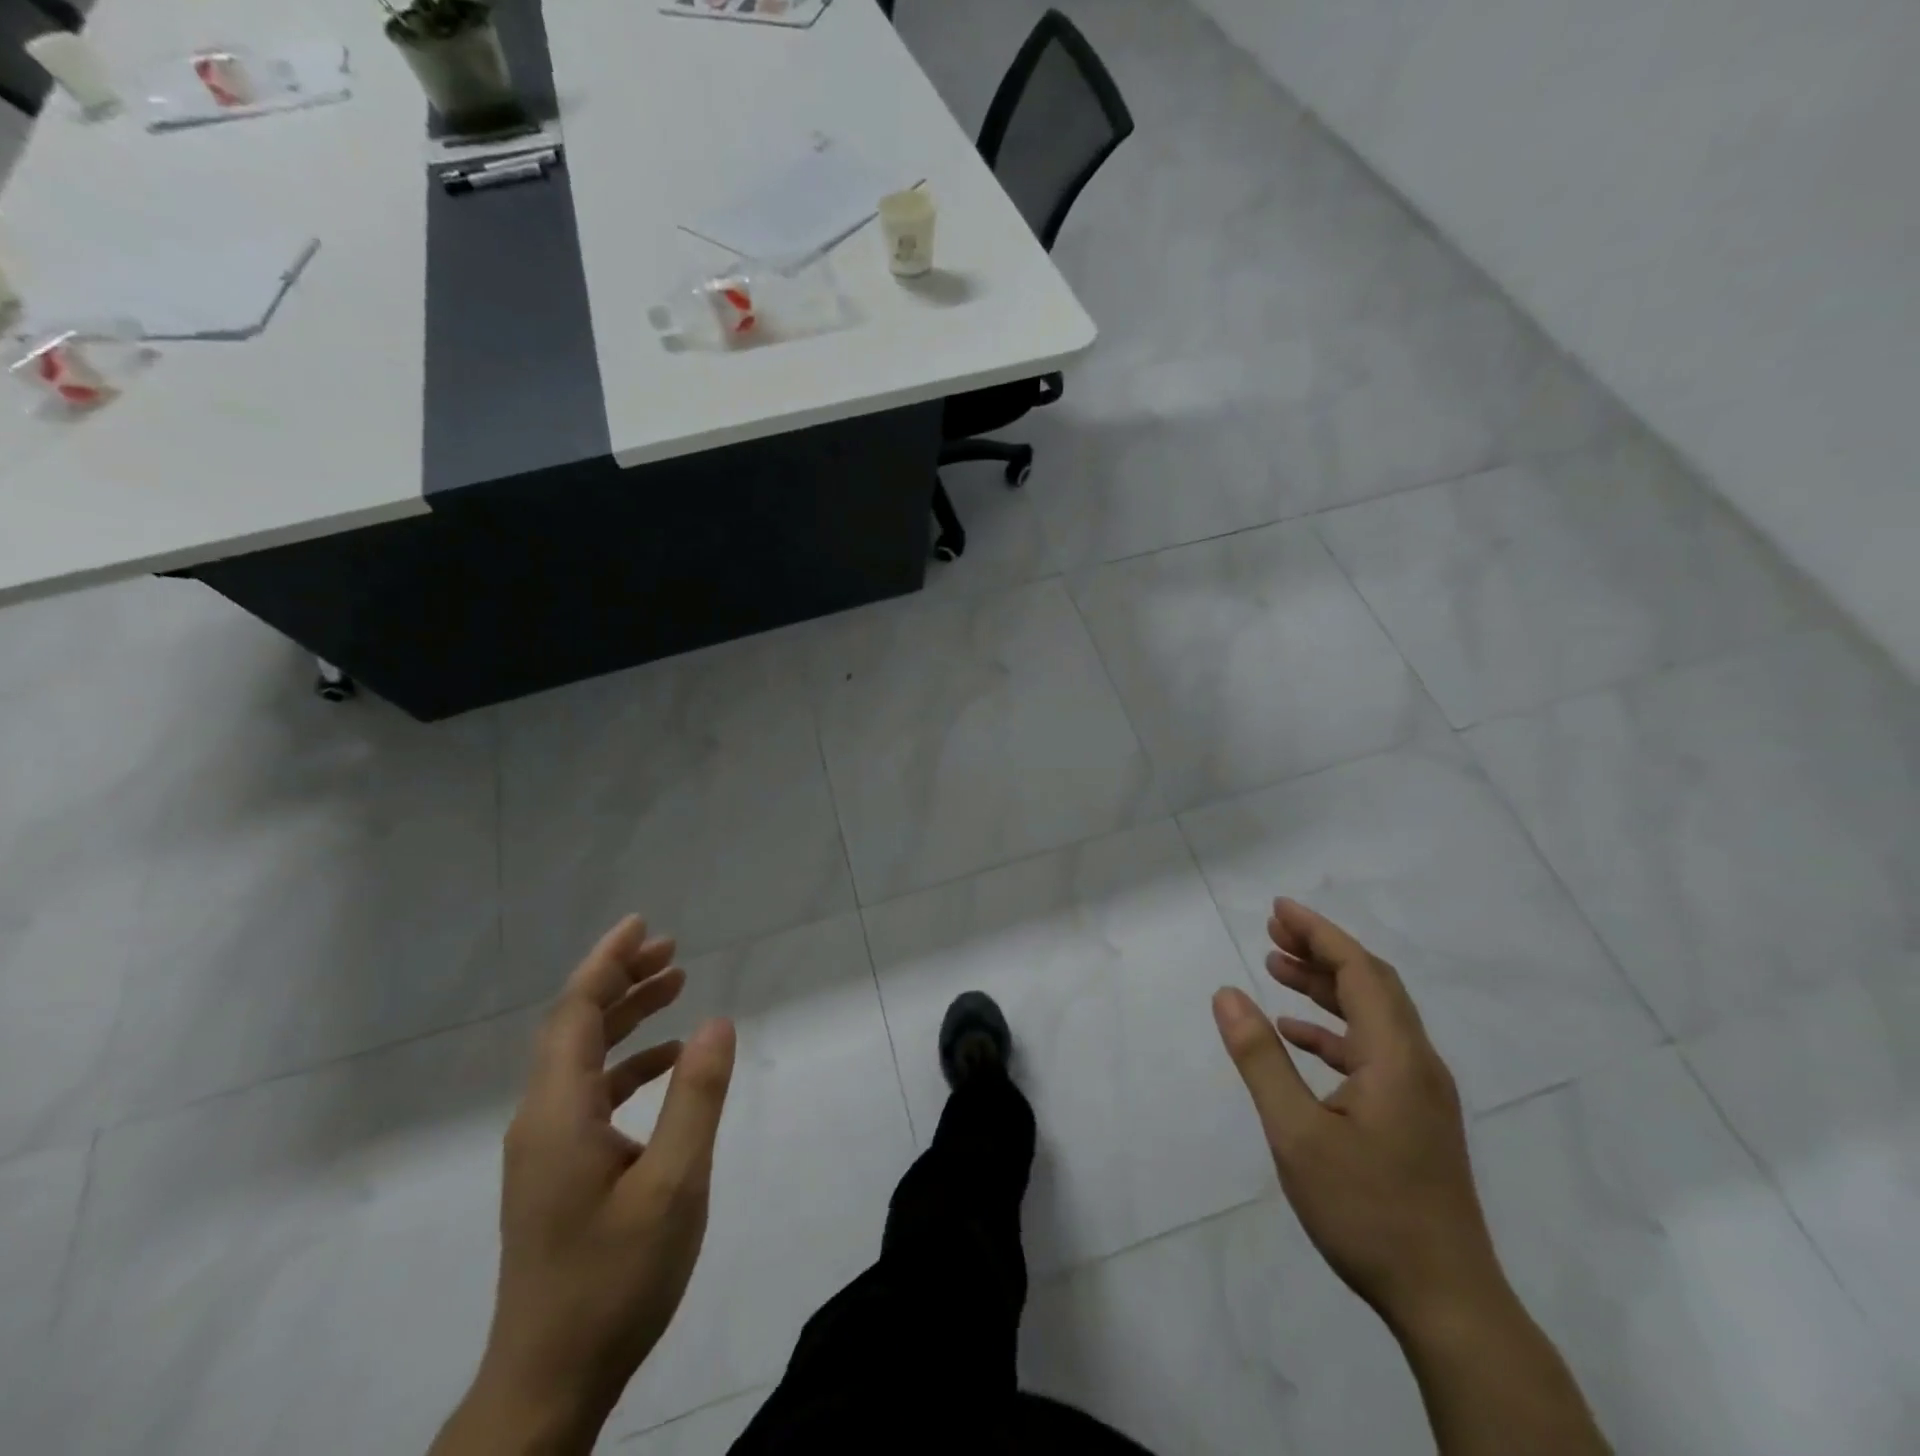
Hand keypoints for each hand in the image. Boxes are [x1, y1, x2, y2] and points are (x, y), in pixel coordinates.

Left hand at [437, 917, 735, 1454]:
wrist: (547, 1386)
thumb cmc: (613, 1280)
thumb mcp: (673, 1185)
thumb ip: (696, 1098)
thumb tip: (717, 1022)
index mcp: (558, 1113)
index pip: (576, 1013)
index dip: (608, 962)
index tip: (643, 924)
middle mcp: (540, 1119)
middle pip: (574, 1026)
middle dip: (620, 980)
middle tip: (672, 950)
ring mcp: (544, 1148)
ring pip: (581, 1058)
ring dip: (625, 1017)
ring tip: (675, 987)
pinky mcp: (555, 1172)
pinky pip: (589, 1093)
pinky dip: (626, 1063)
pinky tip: (665, 1063)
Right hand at [1212, 899, 1499, 1334]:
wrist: (1447, 1302)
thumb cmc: (1368, 1210)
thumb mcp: (1297, 1133)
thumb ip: (1260, 1058)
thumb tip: (1226, 994)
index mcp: (1397, 1057)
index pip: (1359, 971)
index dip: (1319, 933)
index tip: (1278, 908)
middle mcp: (1416, 1063)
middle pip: (1371, 984)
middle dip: (1321, 950)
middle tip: (1271, 929)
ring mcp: (1419, 1092)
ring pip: (1371, 1016)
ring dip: (1325, 986)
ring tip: (1275, 967)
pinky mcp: (1413, 1116)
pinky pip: (1370, 1050)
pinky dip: (1331, 1030)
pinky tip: (1296, 1034)